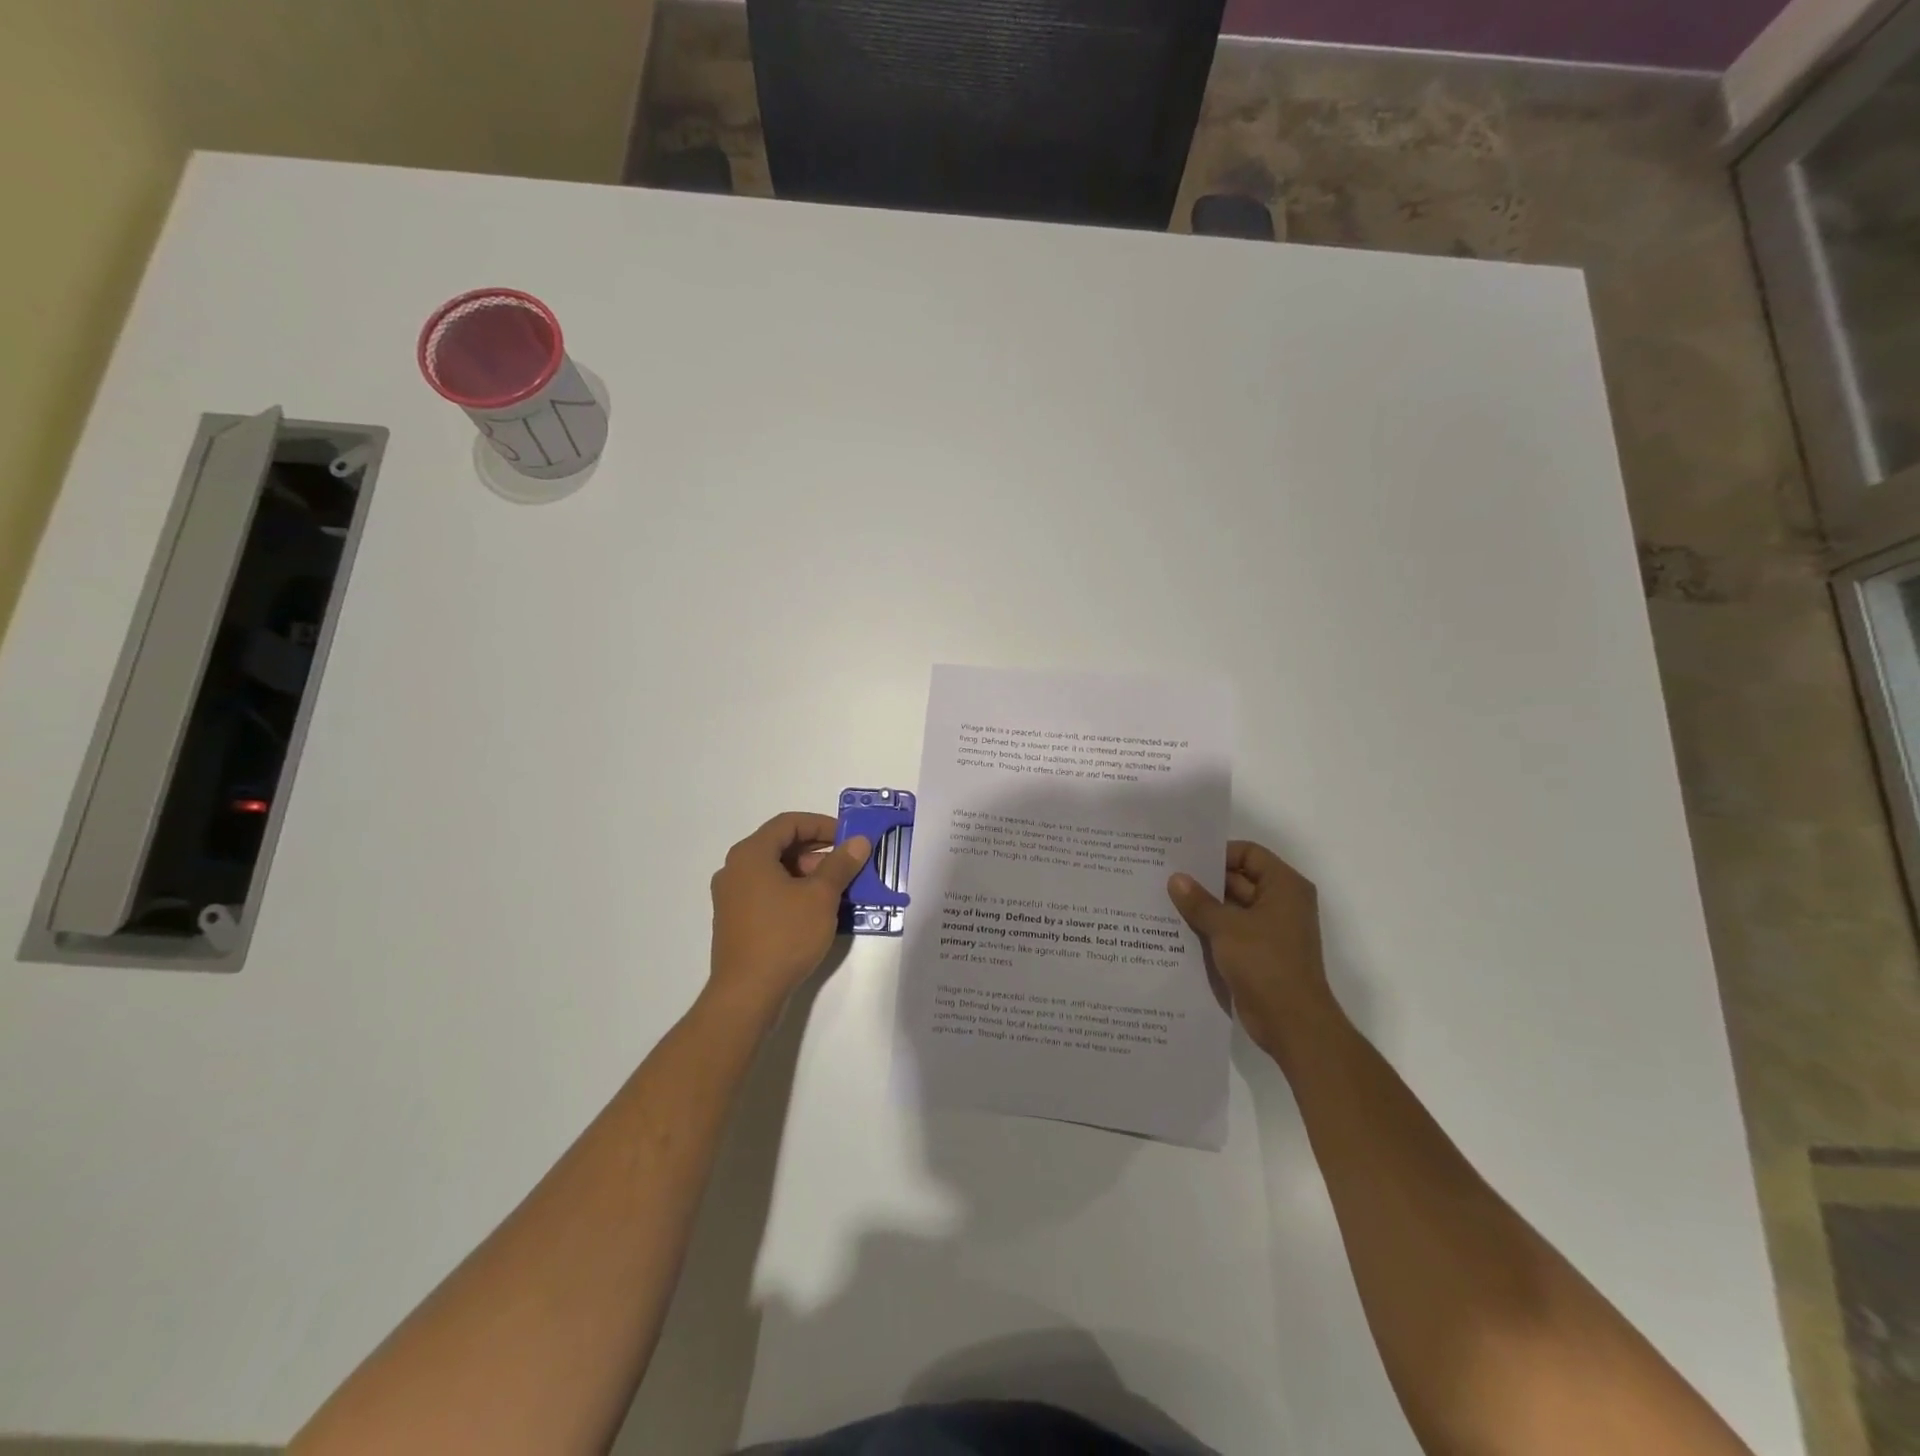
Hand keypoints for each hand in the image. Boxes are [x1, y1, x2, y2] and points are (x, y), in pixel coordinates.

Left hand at [708, 812, 869, 1014]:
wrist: (747, 994)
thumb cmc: (784, 936)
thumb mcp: (821, 897)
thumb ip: (841, 864)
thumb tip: (858, 842)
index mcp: (750, 854)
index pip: (789, 823)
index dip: (822, 824)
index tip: (849, 838)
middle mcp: (734, 869)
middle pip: (780, 846)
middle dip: (817, 851)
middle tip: (846, 866)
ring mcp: (730, 897)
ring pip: (774, 871)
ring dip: (806, 874)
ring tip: (836, 891)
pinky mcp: (734, 921)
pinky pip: (766, 892)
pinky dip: (791, 892)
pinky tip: (815, 912)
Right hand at [1168, 841, 1330, 1054]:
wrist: (1292, 1023)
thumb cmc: (1266, 963)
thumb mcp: (1226, 927)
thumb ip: (1199, 901)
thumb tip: (1176, 878)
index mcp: (1284, 886)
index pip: (1249, 853)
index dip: (1218, 853)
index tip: (1185, 858)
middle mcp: (1281, 903)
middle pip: (1239, 879)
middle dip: (1204, 880)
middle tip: (1165, 876)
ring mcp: (1270, 930)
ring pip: (1231, 907)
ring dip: (1204, 906)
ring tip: (1164, 900)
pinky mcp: (1259, 953)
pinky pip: (1230, 931)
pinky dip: (1209, 928)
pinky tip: (1177, 927)